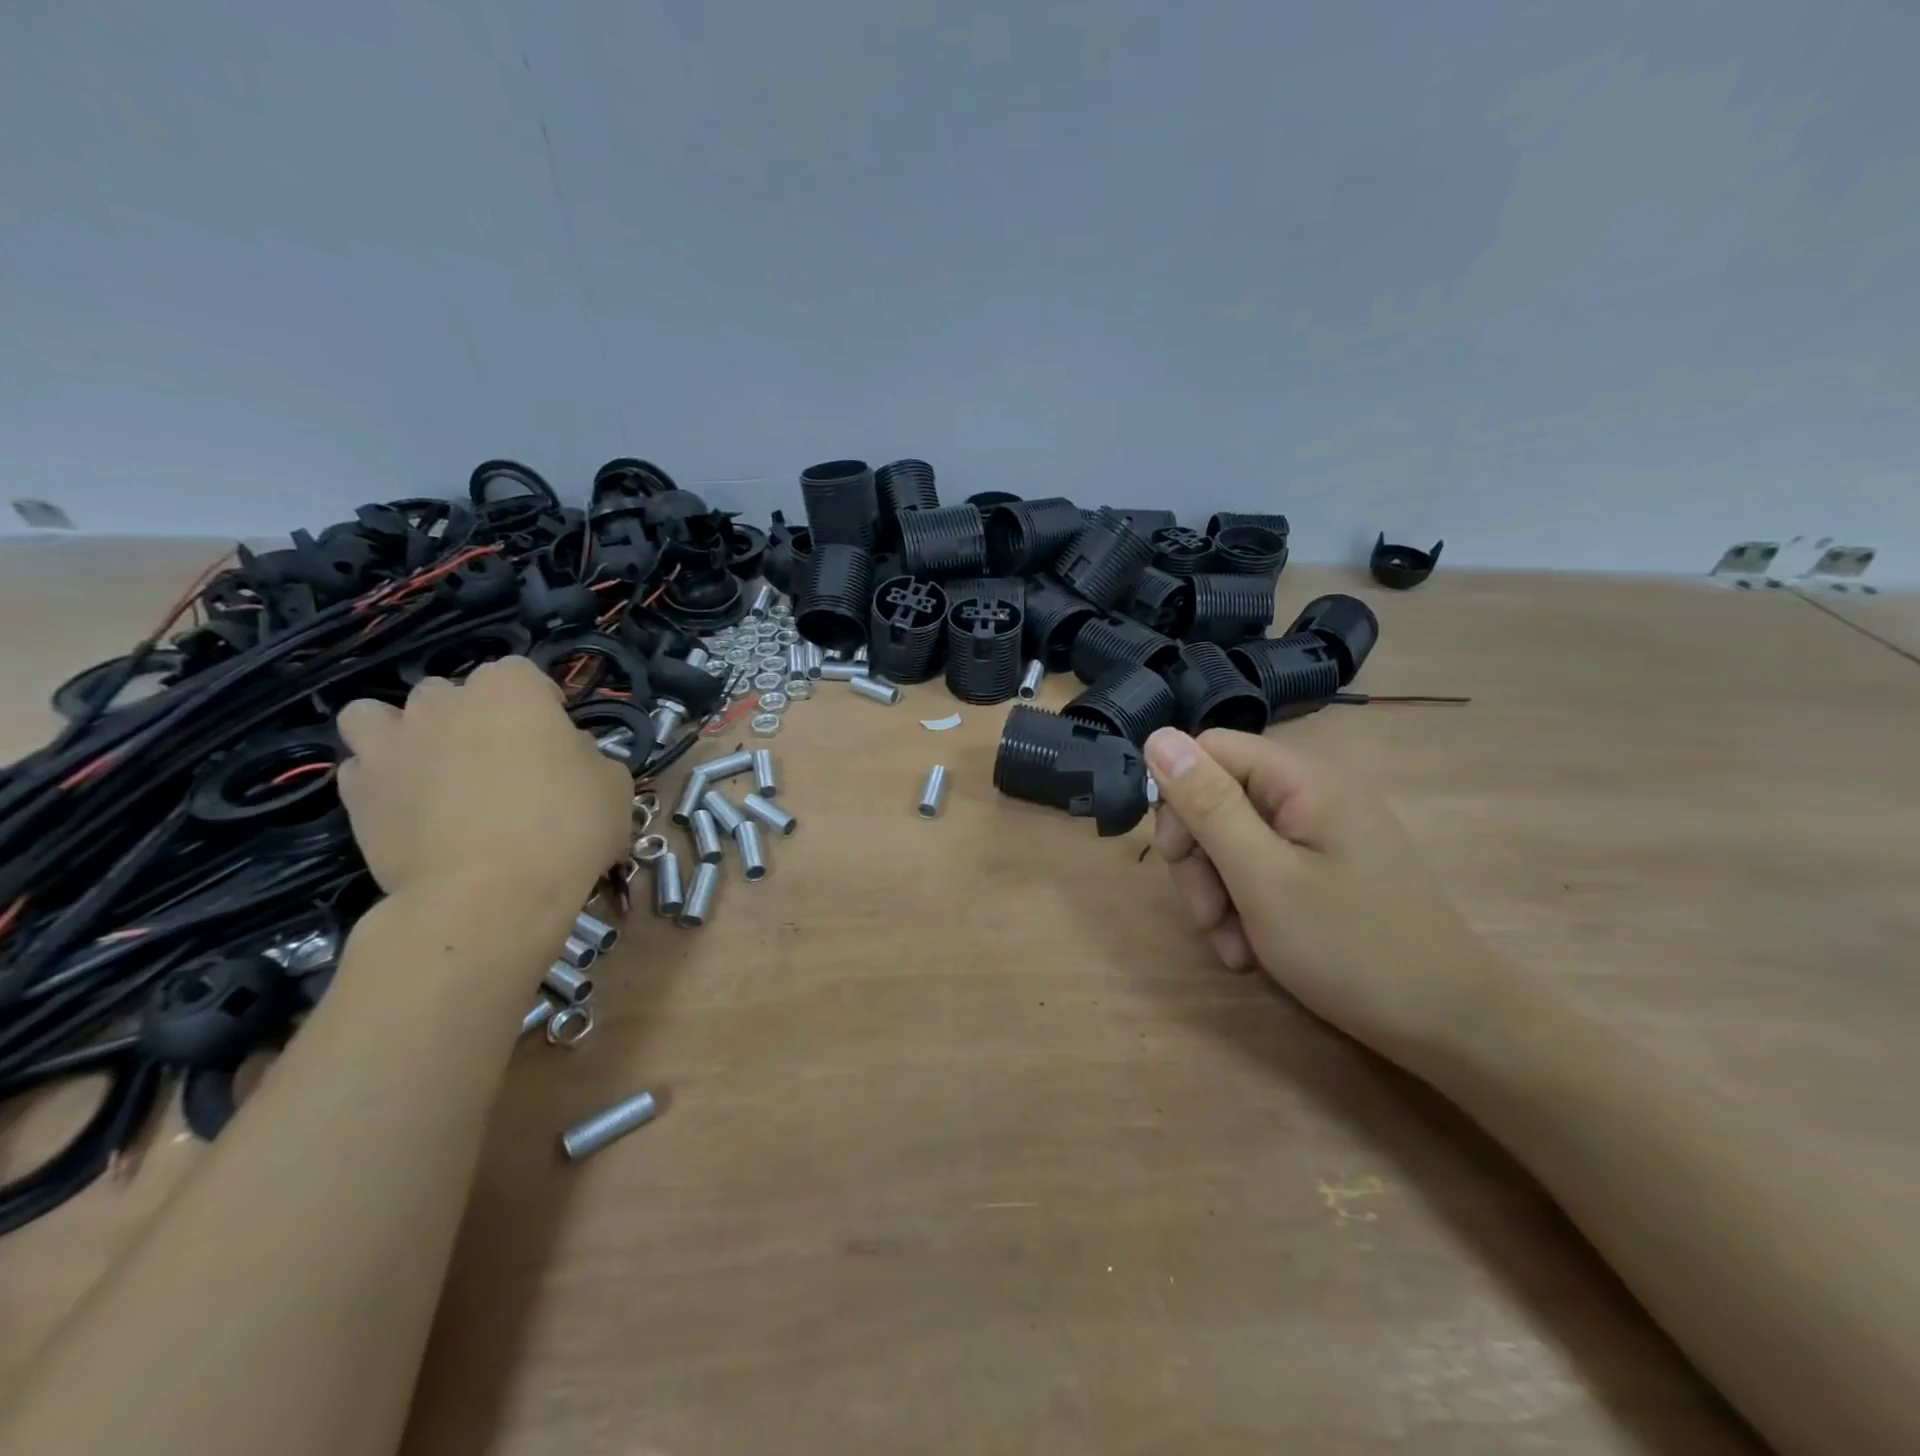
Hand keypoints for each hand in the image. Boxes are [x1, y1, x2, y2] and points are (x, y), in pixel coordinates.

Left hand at [335, 657, 631, 906]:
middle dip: (471, 719)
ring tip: (432, 774)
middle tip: (499, 764)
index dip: (540, 704)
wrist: (490, 895)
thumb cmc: (567, 827)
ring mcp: (391, 745)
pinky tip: (408, 811)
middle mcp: (443, 703)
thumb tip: (566, 757)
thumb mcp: (613, 784)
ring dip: (403, 735)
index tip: (555, 739)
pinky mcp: (356, 794)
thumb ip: (586, 756)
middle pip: (451, 694)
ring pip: (379, 718)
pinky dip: (381, 783)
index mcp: (511, 689)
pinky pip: (362, 770)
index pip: (522, 674)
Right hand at [1145, 727, 1500, 1063]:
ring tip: (1234, 948)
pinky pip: (1263, 871)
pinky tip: (1252, 951)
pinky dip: (1246, 908)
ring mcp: (1322, 834)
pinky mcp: (1326, 870)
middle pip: (1217, 799)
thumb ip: (1208, 805)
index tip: (1177, 856)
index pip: (1208, 751)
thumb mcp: (1262, 877)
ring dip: (1218, 894)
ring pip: (1233, 842)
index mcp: (1303, 780)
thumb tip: (1157, 736)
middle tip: (1207, 917)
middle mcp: (1312, 795)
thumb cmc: (1351, 948)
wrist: (1453, 1027)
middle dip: (1199, 860)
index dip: (1179, 797)